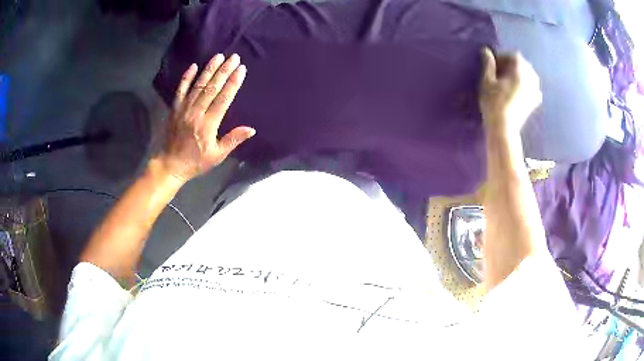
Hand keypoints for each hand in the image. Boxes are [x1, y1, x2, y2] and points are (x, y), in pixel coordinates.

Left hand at [158, 54, 254, 183]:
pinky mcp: (175, 109)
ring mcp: (184, 109)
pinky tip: (193, 66)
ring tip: (218, 56)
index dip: (233, 82)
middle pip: (212, 87)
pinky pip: (180, 90)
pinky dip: (186, 77)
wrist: (170, 165)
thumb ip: (233, 140)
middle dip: (224, 70)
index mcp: (209, 123)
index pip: (224, 98)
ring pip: (198, 85)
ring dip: (209, 69)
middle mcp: (197, 112)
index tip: (241, 69)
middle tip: (234, 57)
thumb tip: (251, 129)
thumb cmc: (196, 162)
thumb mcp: (217, 155)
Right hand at [479, 48, 541, 135]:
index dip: (503, 57)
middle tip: (501, 72)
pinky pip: (534, 89)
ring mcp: (535, 91)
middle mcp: (531, 78)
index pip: (514, 56)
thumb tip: (486, 50)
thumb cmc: (493, 102)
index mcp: (520, 70)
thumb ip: (488, 64)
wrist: (504, 128)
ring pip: (530, 76)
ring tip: (511, 80)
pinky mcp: (535, 102)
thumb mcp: (487, 81)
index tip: (494, 64)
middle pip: (524, 65)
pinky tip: (522, 90)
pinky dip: (529, 87)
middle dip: (513, 65)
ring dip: (522, 75)